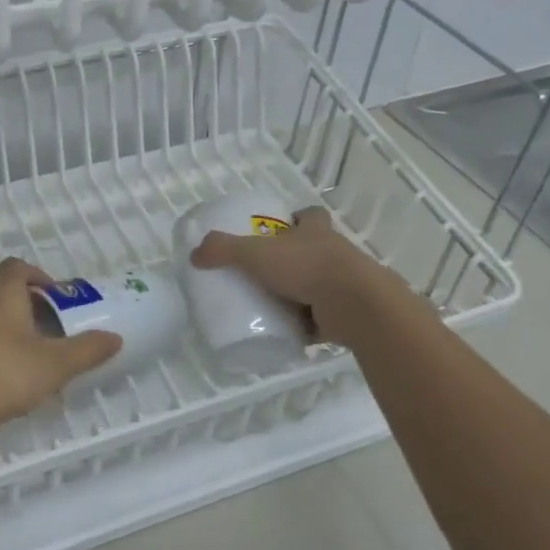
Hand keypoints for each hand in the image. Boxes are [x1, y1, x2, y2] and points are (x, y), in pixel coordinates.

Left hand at [0, 257, 121, 436]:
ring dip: (1, 327)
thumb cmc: (7, 373)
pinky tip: (4, 377)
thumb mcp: (57, 363)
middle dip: (18, 303)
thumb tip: (116, 338)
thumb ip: (88, 349)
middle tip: (42, 325)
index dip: (35, 274)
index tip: (54, 294)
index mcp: (3, 296)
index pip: (15, 267)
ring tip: (25, 353)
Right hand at [188, 207, 425, 343]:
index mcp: (316, 232)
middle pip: (315, 250)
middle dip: (295, 259)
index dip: (297, 218)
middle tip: (264, 273)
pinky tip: (285, 334)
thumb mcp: (256, 254)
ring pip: (320, 284)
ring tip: (270, 305)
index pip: (311, 215)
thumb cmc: (307, 268)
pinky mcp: (347, 314)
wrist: (355, 306)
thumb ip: (224, 250)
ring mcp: (344, 284)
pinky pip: (322, 320)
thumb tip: (194, 255)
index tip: (281, 228)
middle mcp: (334, 253)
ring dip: (301, 293)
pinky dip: (306, 326)